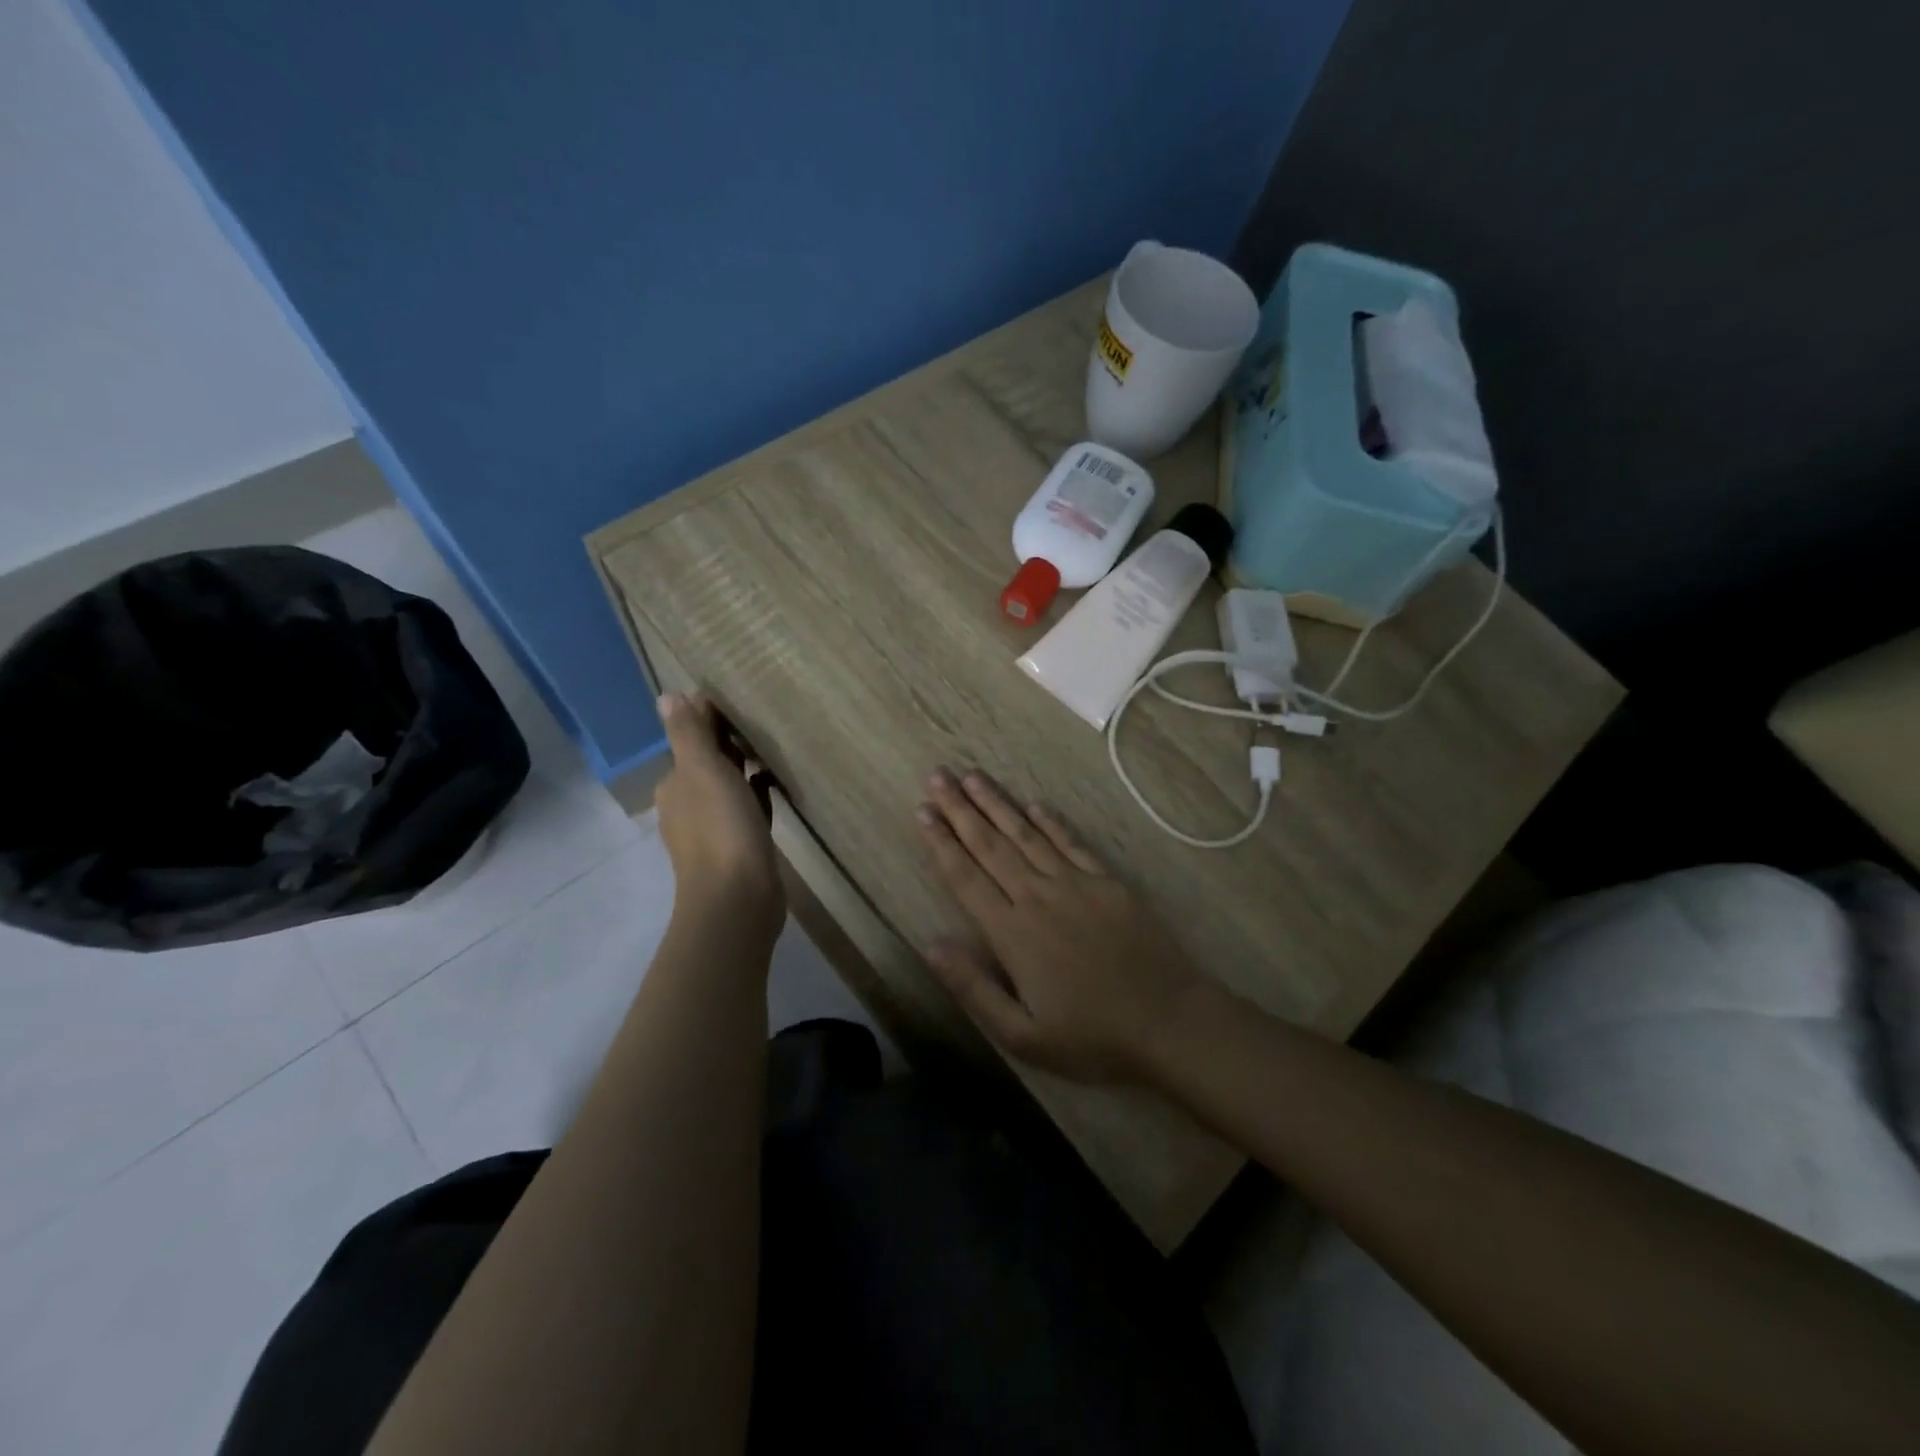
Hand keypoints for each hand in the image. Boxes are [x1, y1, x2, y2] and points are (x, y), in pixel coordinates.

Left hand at [655, 693, 783, 935]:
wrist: (738, 898)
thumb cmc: (720, 828)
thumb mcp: (703, 771)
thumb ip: (687, 734)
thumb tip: (666, 696)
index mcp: (675, 785)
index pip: (689, 740)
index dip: (710, 718)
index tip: (740, 699)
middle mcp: (688, 805)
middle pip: (708, 763)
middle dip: (728, 742)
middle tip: (763, 718)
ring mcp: (713, 830)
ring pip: (728, 787)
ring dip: (743, 768)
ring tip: (773, 747)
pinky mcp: (739, 847)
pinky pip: (748, 810)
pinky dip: (757, 795)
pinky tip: (774, 786)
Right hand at [915, 767, 1205, 1081]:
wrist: (1168, 1020)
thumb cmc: (1091, 1036)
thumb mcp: (1022, 1035)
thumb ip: (973, 988)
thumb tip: (930, 945)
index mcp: (1012, 932)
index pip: (966, 877)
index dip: (941, 843)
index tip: (923, 811)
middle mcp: (1037, 896)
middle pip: (991, 845)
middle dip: (960, 809)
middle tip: (938, 776)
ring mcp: (1075, 883)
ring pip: (1026, 834)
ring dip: (997, 804)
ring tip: (972, 776)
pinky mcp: (1107, 881)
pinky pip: (1071, 842)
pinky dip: (1050, 821)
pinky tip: (1033, 803)